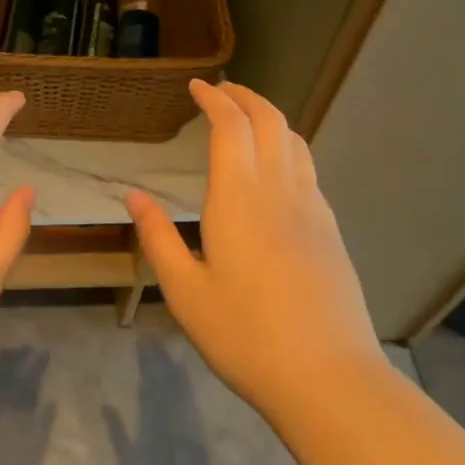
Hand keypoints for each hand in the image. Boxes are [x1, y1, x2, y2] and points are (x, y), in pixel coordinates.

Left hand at [0, 347, 54, 464]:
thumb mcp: (34, 452)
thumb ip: (43, 423)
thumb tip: (51, 399)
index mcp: (17, 407)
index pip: (29, 377)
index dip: (37, 363)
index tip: (43, 352)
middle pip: (10, 369)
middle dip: (20, 356)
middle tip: (28, 348)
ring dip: (1, 360)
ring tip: (10, 352)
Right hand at [126, 80, 381, 423]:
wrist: (328, 377)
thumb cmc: (244, 335)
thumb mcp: (185, 291)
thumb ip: (157, 237)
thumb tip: (134, 195)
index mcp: (238, 198)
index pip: (230, 126)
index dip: (214, 99)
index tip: (197, 87)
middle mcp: (279, 190)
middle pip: (269, 121)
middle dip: (245, 96)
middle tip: (222, 90)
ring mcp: (312, 208)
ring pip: (295, 141)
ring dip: (270, 118)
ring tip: (248, 118)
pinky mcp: (330, 230)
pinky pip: (308, 168)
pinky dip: (288, 147)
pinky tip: (276, 168)